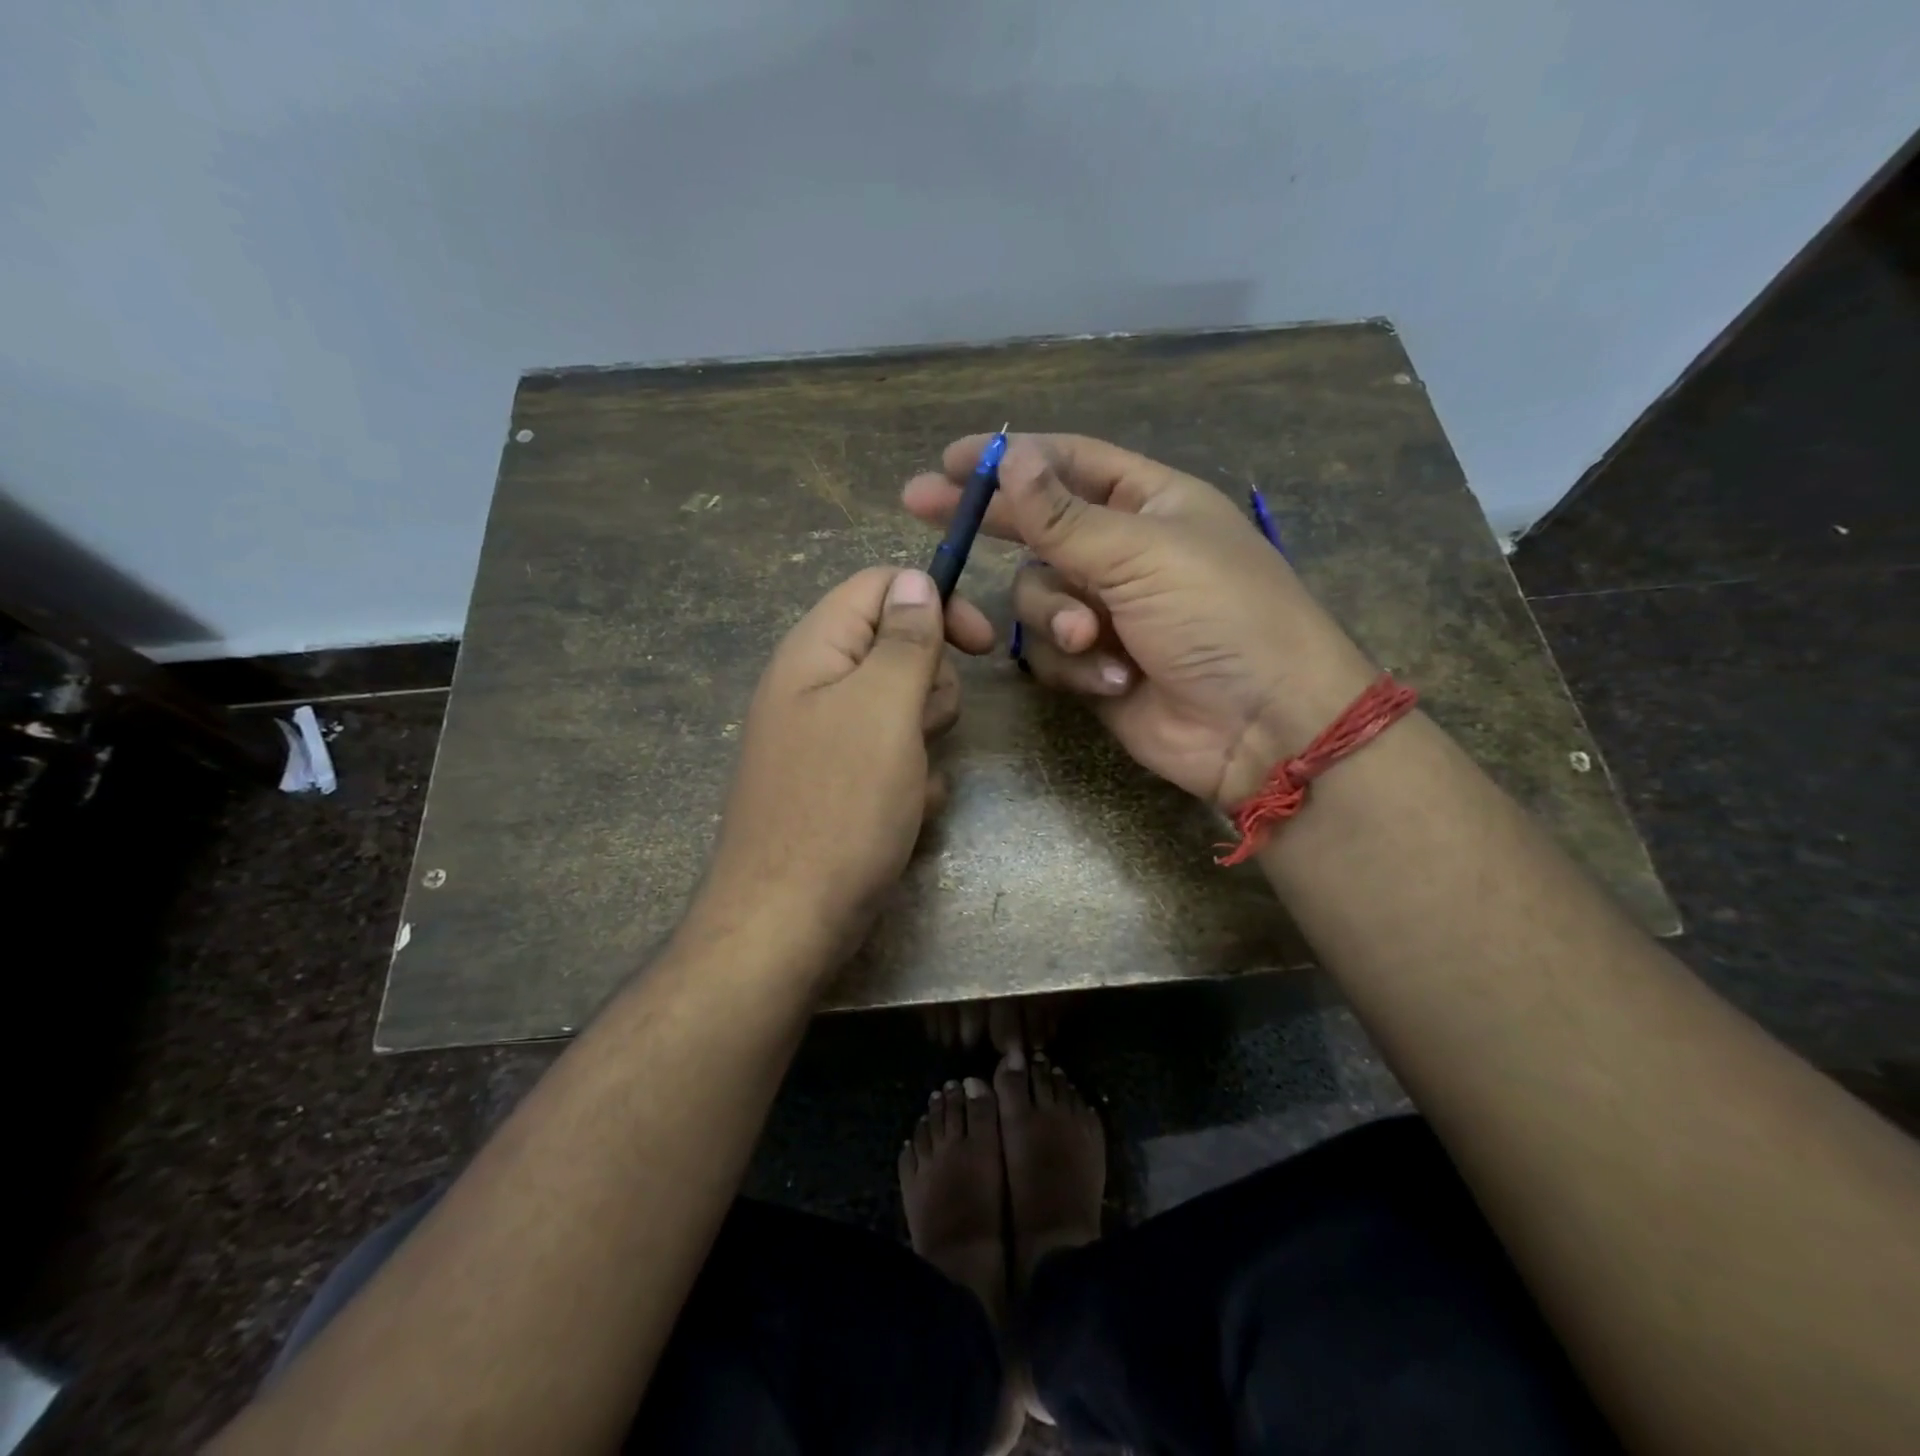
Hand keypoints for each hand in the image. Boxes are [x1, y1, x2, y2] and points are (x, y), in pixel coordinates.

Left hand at [693, 567, 993, 964]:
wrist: (789, 919)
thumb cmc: (840, 806)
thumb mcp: (883, 710)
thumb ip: (904, 639)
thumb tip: (916, 580)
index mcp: (816, 651)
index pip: (880, 587)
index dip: (934, 601)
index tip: (981, 643)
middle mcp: (817, 685)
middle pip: (898, 647)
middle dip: (929, 685)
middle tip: (921, 728)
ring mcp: (828, 737)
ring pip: (904, 707)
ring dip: (925, 738)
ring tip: (911, 778)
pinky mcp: (842, 783)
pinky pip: (896, 757)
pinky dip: (912, 779)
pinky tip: (905, 813)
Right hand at [903, 434, 1376, 807]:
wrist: (1262, 726)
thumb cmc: (1220, 617)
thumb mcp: (1142, 553)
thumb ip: (1064, 515)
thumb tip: (1009, 457)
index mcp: (1149, 504)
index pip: (1069, 463)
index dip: (1012, 457)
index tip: (950, 460)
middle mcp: (1122, 552)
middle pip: (1037, 527)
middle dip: (989, 523)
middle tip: (920, 507)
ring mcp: (1106, 612)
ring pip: (1035, 597)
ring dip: (1057, 618)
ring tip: (1094, 639)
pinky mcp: (1094, 665)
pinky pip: (1051, 653)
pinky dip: (1076, 665)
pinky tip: (1116, 680)